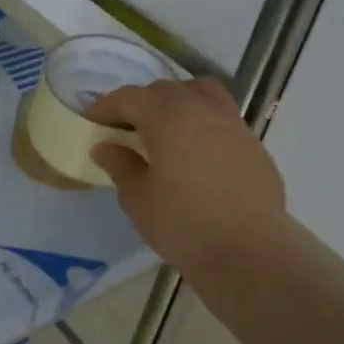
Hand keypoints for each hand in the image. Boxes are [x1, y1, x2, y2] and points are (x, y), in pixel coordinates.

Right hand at [87, 77, 289, 275]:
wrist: (250, 253)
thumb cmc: (184, 225)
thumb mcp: (138, 199)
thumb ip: (121, 166)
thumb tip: (106, 147)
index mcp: (169, 116)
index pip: (129, 98)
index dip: (105, 107)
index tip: (91, 123)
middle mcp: (202, 109)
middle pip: (164, 90)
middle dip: (139, 104)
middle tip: (123, 131)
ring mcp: (232, 124)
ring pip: (199, 93)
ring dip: (175, 102)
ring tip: (163, 129)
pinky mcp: (252, 144)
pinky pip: (220, 116)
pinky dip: (201, 121)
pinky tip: (194, 152)